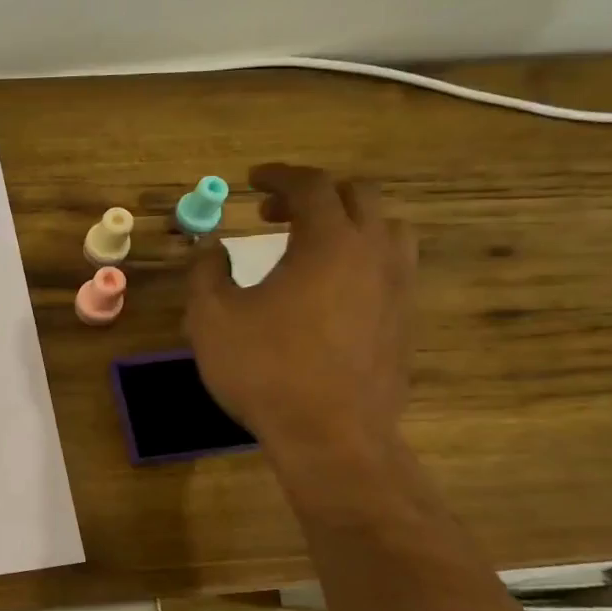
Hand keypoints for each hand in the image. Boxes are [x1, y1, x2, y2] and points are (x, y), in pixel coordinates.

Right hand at [184, 163, 416, 462]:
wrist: (332, 435)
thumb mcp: (212, 318)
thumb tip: (213, 249)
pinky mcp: (404, 319)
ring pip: (386, 228)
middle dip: (312, 194)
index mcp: (328, 242)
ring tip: (312, 243)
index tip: (252, 179)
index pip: (311, 185)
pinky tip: (332, 287)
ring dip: (347, 222)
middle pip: (358, 196)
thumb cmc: (265, 369)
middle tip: (272, 213)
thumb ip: (207, 272)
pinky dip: (362, 256)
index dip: (279, 175)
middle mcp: (373, 252)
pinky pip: (392, 265)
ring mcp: (398, 286)